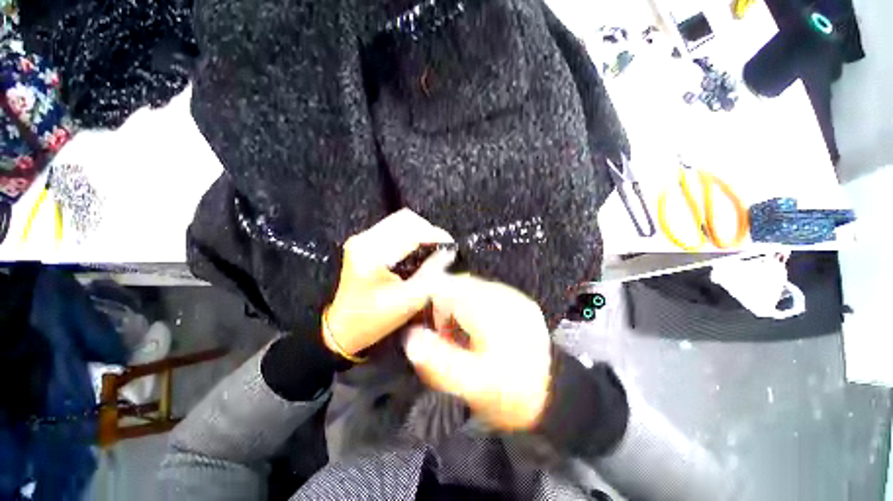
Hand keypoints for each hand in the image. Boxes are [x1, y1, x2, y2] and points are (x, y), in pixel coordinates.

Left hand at [324, 209, 455, 356]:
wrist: (343, 328)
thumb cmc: (373, 320)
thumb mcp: (407, 301)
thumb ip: (431, 274)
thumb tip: (448, 254)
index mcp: (372, 255)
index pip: (410, 231)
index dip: (434, 235)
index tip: (451, 246)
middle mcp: (364, 240)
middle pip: (405, 219)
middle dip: (428, 230)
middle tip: (442, 247)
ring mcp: (362, 239)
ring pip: (400, 221)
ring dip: (420, 232)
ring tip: (432, 248)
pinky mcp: (364, 242)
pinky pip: (394, 229)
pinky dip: (410, 235)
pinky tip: (418, 250)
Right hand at [403, 275, 551, 431]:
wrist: (555, 396)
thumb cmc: (512, 395)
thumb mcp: (474, 385)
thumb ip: (439, 361)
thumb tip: (410, 337)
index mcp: (492, 310)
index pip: (448, 287)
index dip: (431, 302)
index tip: (430, 326)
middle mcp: (504, 295)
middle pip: (460, 284)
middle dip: (445, 304)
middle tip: (445, 334)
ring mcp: (514, 296)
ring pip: (473, 287)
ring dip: (459, 304)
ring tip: (461, 332)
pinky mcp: (520, 301)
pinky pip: (487, 293)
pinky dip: (474, 305)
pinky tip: (478, 327)